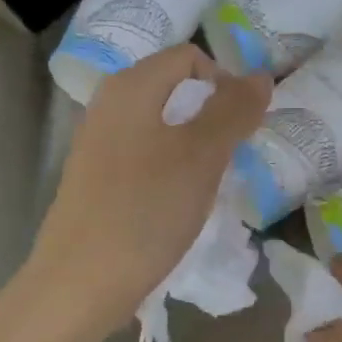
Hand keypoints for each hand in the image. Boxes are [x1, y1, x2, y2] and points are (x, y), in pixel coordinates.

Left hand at [26, 46, 269, 341]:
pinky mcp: (96, 181)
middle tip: (232, 157)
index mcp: (129, 87)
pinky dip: (170, 171)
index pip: (189, 58)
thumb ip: (233, 110)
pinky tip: (178, 205)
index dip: (225, 82)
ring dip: (194, 147)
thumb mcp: (201, 156)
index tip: (244, 127)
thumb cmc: (146, 210)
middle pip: (174, 91)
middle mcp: (107, 105)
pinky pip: (144, 158)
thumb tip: (260, 75)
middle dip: (212, 116)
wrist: (80, 283)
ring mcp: (97, 145)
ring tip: (209, 185)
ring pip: (161, 128)